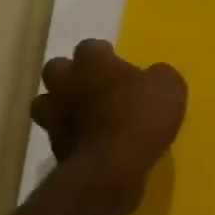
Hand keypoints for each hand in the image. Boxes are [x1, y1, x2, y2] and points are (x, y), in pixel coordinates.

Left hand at [31, 39, 185, 188]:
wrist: (110, 167)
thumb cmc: (139, 116)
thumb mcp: (169, 88)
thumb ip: (159, 76)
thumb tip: (154, 75)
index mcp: (92, 61)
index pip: (90, 46)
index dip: (103, 54)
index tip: (116, 64)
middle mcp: (66, 83)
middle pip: (56, 68)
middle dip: (70, 74)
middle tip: (93, 85)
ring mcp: (54, 116)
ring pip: (46, 102)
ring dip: (60, 105)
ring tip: (83, 115)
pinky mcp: (53, 147)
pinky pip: (57, 135)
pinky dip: (68, 136)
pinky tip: (88, 143)